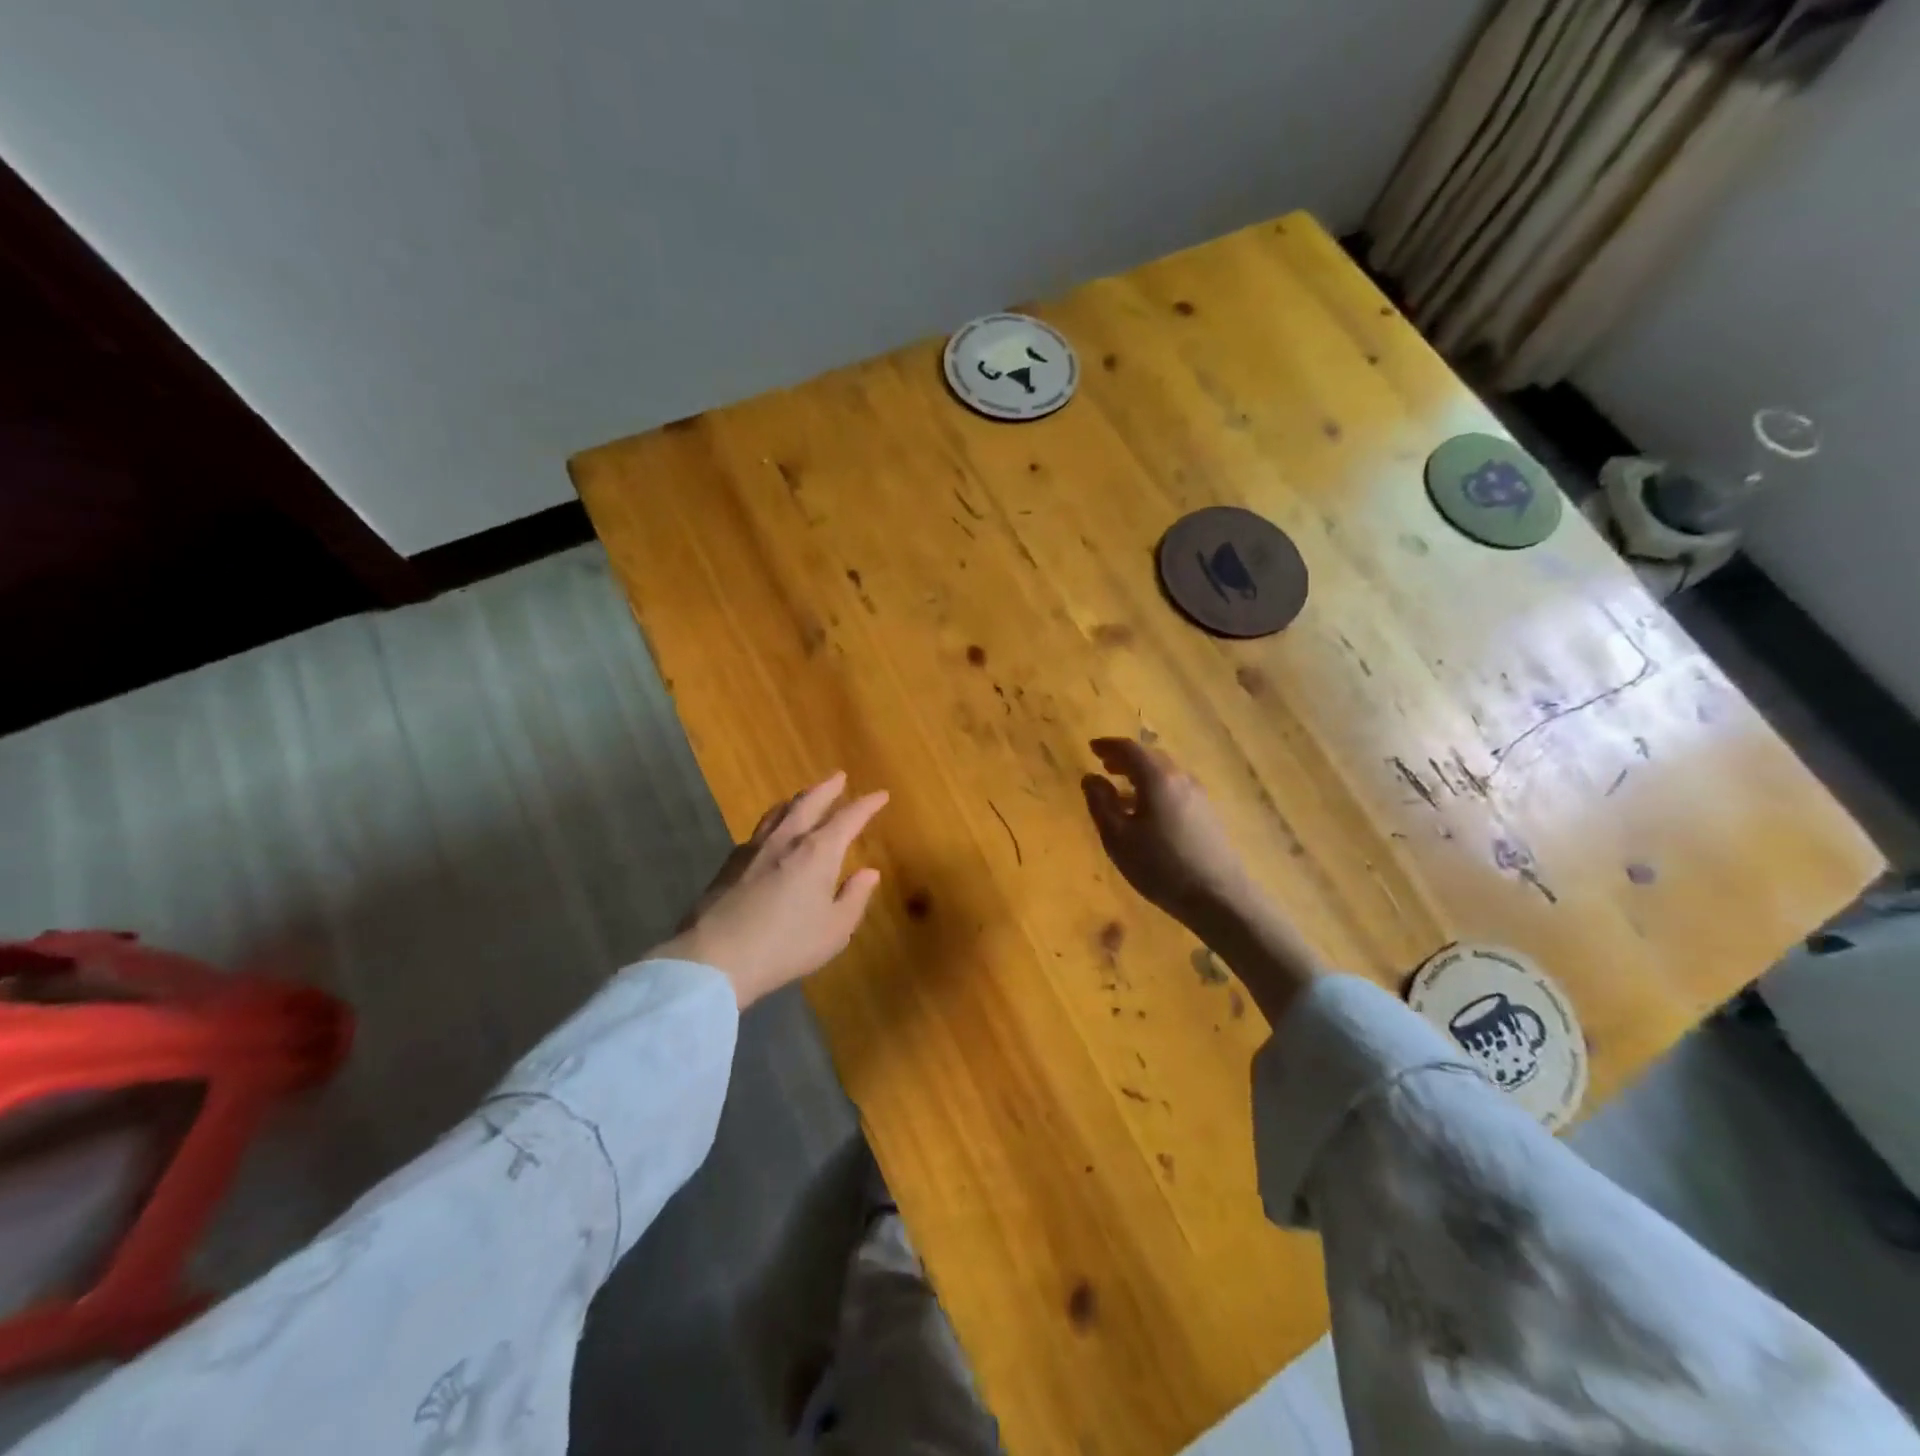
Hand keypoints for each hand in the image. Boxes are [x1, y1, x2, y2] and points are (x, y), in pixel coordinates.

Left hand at [661, 771, 887, 1008]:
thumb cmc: (785, 945)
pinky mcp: (730, 863)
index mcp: (818, 852)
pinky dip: (774, 822)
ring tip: (804, 797)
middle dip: (827, 788)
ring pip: (779, 811)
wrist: (714, 957)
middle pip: (809, 802)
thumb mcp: (834, 930)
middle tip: (839, 777)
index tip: (880, 795)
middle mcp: (787, 839)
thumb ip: (854, 897)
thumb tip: (869, 872)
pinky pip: (759, 830)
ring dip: (797, 799)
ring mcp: (754, 848)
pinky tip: (771, 833)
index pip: (848, 818)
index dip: (866, 805)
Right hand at [1081, 738, 1322, 1021]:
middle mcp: (1181, 778)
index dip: (1108, 746)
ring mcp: (1199, 796)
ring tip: (1122, 790)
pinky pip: (1176, 789)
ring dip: (1141, 775)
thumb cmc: (1160, 866)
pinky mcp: (1208, 814)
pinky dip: (1156, 789)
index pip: (1130, 749)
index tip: (1092, 748)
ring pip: (1165, 774)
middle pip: (1151, 757)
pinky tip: (1147, 812)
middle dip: (1126, 759)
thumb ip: (1100, 804)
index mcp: (1157, 778)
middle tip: (1105, 766)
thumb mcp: (1118, 838)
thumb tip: (1091, 778)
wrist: (1218, 897)